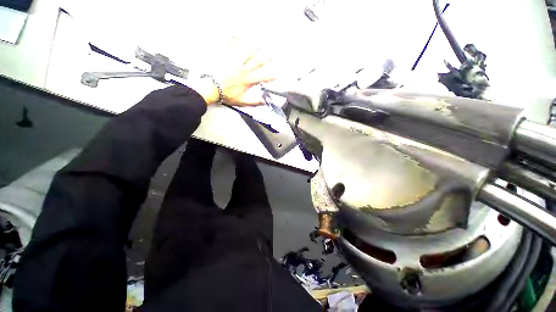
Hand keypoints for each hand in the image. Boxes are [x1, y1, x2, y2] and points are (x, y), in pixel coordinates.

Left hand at [194, 38, 277, 105]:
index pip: (263, 77)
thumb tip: (264, 102)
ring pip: (247, 52)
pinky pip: (230, 46)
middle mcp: (244, 69)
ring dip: (254, 47)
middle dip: (266, 58)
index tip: (278, 74)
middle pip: (257, 62)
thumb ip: (254, 102)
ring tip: (259, 42)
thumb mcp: (242, 102)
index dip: (271, 76)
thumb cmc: (226, 95)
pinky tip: (235, 33)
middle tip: (273, 54)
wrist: (211, 89)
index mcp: (248, 80)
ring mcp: (235, 62)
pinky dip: (232, 39)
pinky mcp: (226, 57)